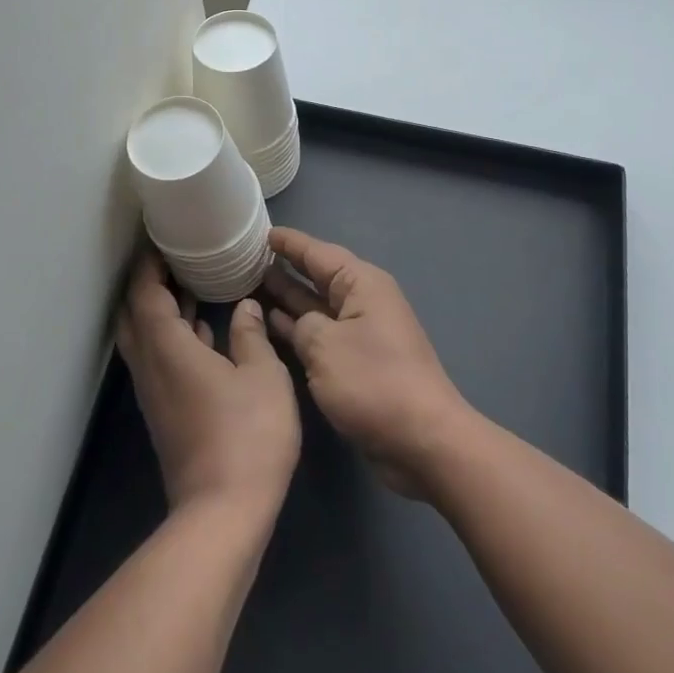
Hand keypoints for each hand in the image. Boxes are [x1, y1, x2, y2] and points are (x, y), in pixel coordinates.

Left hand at [116, 252, 300, 524]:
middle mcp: (152, 367)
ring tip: (189, 285)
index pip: (146, 294)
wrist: (222, 514)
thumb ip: (252, 336)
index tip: (163, 240)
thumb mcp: (264, 377)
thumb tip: (244, 307)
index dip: (150, 265)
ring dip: (158, 310)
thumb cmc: (247, 436)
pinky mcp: (164, 414)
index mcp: (169, 349)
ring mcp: (154, 394)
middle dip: (147, 284)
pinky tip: (202, 333)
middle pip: (134, 315)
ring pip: (143, 339)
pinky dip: (171, 336)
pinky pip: (157, 359)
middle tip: (174, 260)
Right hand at [259, 227, 472, 498]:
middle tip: (250, 258)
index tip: (262, 232)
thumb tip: (299, 325)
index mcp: (362, 284)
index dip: (290, 243)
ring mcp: (362, 333)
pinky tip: (273, 323)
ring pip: (318, 306)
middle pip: (319, 276)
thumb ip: (302, 326)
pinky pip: (323, 332)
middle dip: (287, 267)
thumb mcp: (325, 346)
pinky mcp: (359, 362)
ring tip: (254, 284)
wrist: (423, 440)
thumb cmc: (373, 383)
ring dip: (290, 297)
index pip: (318, 253)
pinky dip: (300, 327)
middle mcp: (364, 302)